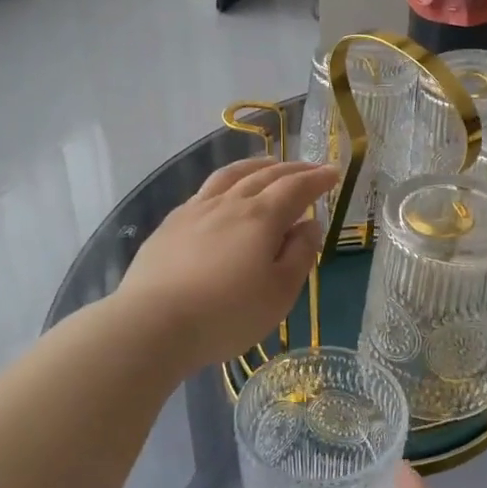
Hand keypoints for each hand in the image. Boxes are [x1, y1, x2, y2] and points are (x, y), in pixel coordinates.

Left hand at [116, 157, 335, 370]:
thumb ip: (299, 254)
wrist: (153, 324)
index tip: (333, 173)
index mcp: (261, 218)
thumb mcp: (279, 293)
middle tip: (310, 168)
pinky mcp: (170, 224)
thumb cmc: (227, 314)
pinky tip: (223, 193)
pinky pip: (205, 191)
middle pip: (265, 175)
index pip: (296, 188)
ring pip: (231, 175)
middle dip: (292, 169)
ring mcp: (196, 210)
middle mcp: (230, 203)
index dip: (317, 179)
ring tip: (268, 164)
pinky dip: (225, 182)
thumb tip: (309, 225)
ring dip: (256, 166)